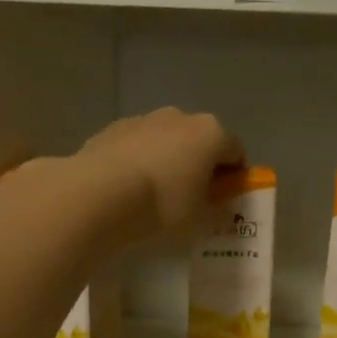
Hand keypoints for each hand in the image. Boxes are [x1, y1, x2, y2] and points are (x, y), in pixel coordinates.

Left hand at [69, 108, 244, 243]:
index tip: (223, 200)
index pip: (236, 152)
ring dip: (167, 160)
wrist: (100, 195)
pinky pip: (137, 145)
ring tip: (155, 194)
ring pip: (166, 140)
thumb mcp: (200, 220)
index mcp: (211, 134)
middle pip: (200, 141)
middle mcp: (180, 117)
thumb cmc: (163, 205)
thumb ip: (217, 211)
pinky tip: (128, 188)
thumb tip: (221, 207)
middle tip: (191, 198)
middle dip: (199, 165)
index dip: (234, 177)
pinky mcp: (113, 129)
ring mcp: (144, 119)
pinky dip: (138, 160)